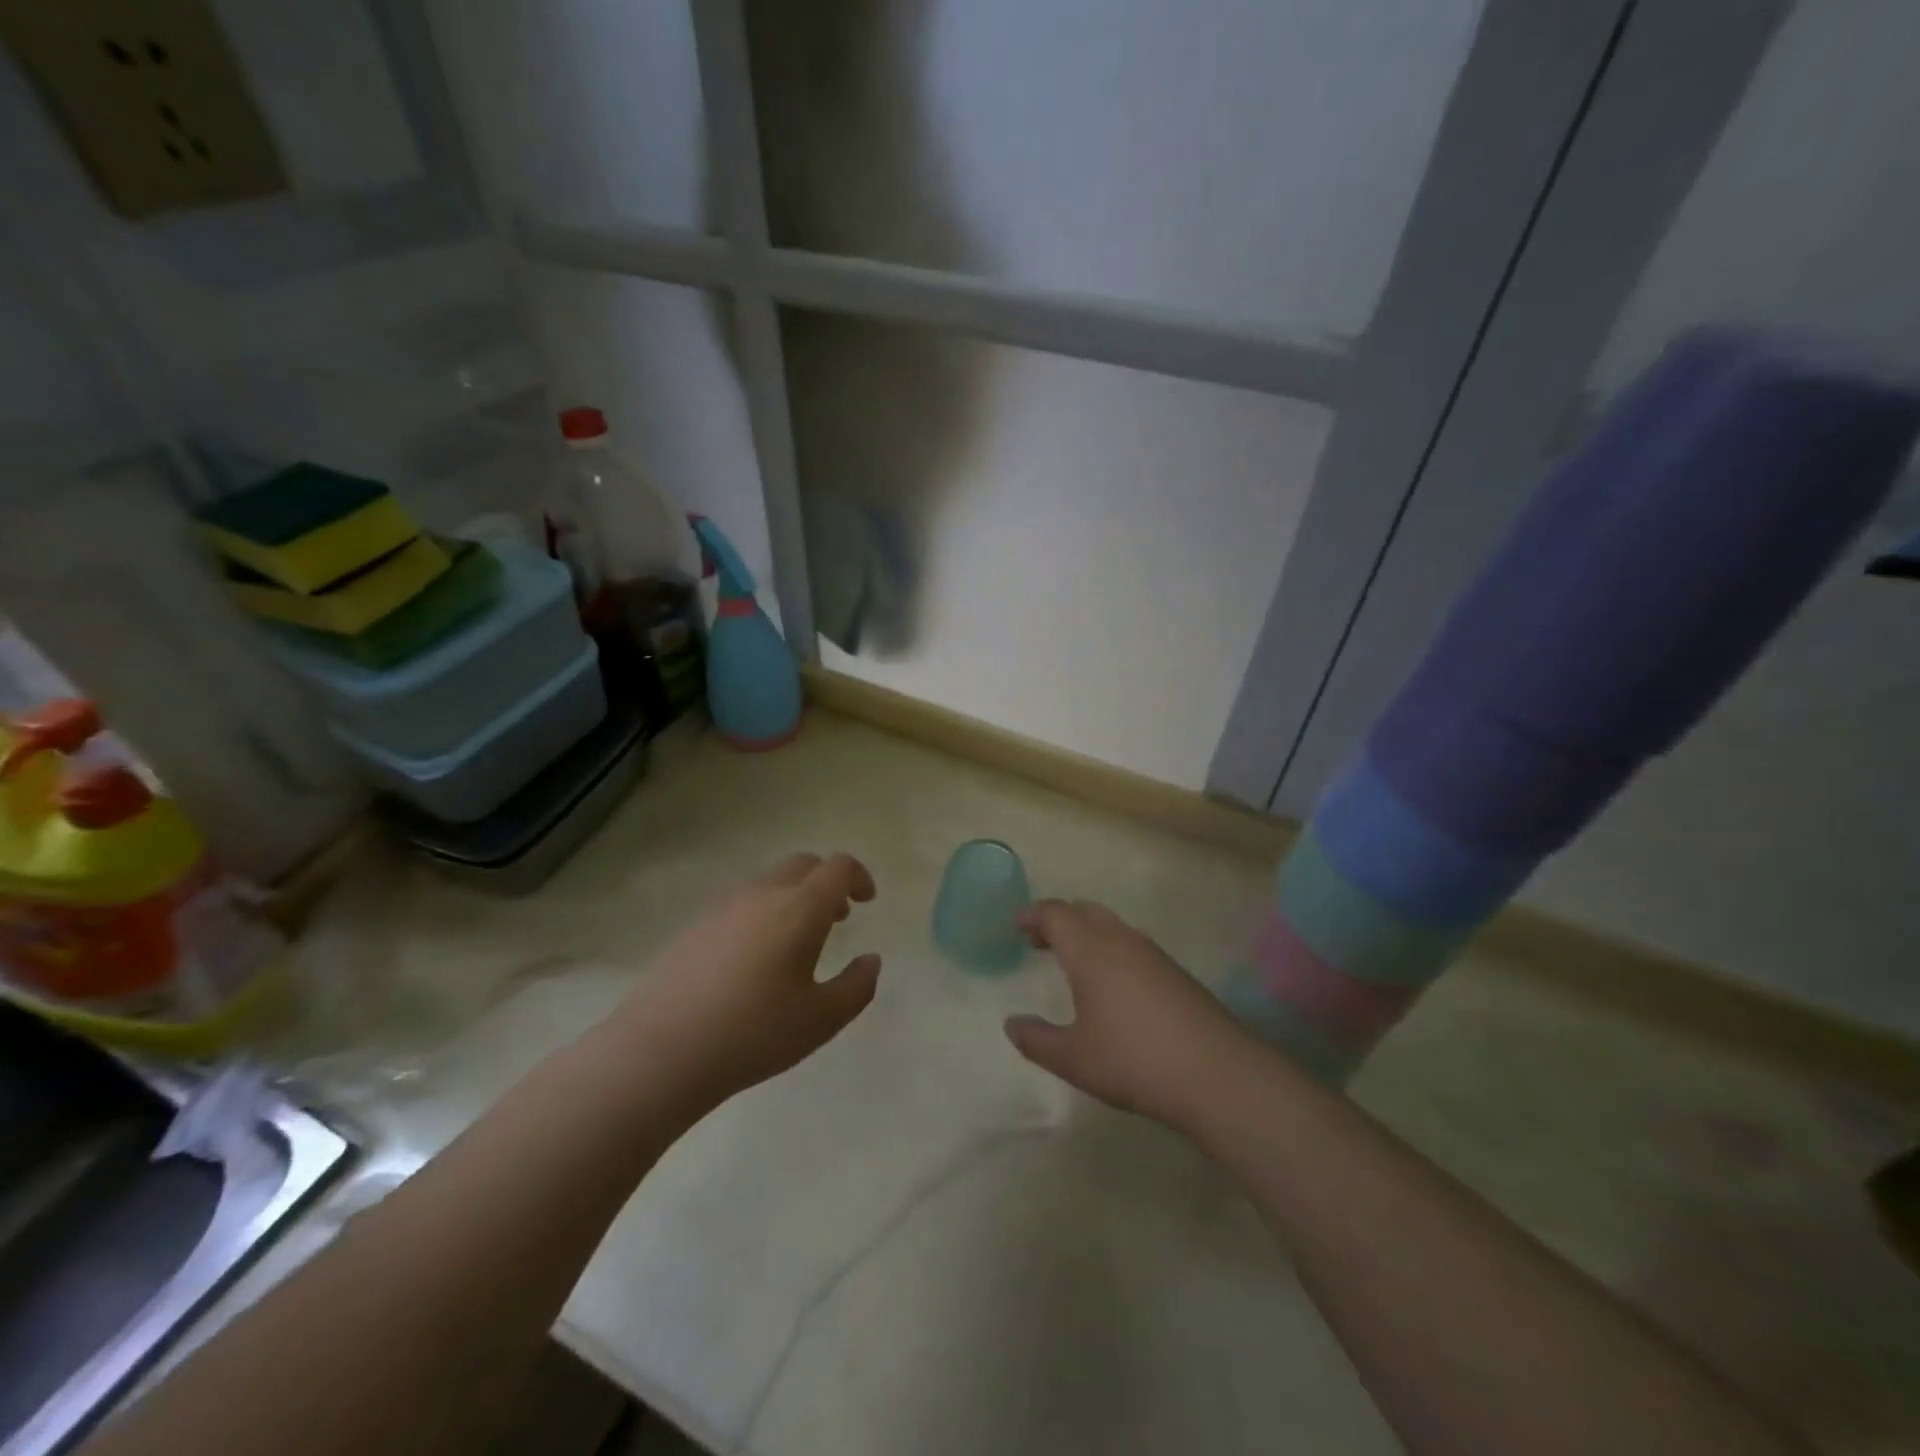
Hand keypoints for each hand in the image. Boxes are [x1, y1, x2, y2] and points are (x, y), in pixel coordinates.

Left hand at [613, 852, 880, 1113]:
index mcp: (799, 908)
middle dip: (826, 882)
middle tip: (837, 918)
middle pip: (802, 865)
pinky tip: (754, 959)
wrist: (660, 1051)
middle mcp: (762, 894)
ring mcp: (722, 907)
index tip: (867, 901)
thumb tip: (871, 960)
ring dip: (793, 896)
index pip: (837, 868)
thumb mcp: (822, 1020)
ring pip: (768, 882)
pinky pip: (740, 903)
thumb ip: (857, 986)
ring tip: (797, 940)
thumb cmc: (753, 1033)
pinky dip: (762, 912)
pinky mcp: (694, 926)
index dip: (858, 877)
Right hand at [1004, 899, 1253, 1130]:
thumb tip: (1011, 1023)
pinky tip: (1112, 985)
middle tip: (1039, 941)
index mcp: (1090, 950)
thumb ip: (1036, 1040)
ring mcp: (1153, 954)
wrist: (1217, 1073)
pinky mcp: (1176, 972)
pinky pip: (1132, 945)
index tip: (1016, 925)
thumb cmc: (1134, 1060)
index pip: (1056, 913)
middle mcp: (1121, 940)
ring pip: (1111, 925)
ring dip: (1086, 933)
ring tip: (1072, 962)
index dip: (1033, 915)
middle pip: (1084, 910)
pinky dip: (1110, 949)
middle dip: (1058, 919)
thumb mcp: (1073, 1058)